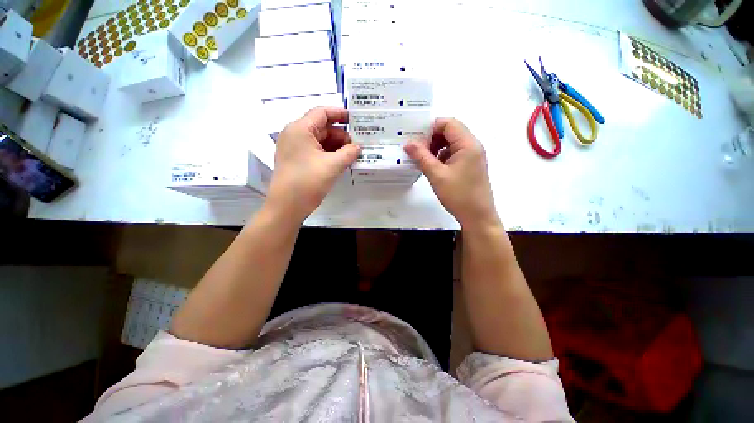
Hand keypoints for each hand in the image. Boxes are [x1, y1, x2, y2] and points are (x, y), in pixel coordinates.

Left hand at [267, 107, 359, 220]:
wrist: (287, 206)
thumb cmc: (308, 181)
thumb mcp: (332, 165)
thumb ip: (349, 153)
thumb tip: (359, 147)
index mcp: (300, 129)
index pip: (322, 113)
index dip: (340, 114)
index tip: (356, 120)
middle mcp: (295, 134)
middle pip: (322, 127)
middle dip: (341, 136)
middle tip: (358, 145)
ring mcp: (295, 148)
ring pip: (320, 141)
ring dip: (337, 147)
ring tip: (353, 155)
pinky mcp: (297, 160)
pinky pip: (316, 151)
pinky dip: (329, 154)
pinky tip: (342, 161)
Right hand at [404, 118, 499, 229]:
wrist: (477, 216)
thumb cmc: (458, 195)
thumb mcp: (437, 175)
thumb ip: (422, 157)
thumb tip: (409, 143)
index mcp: (468, 144)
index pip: (448, 123)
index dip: (431, 127)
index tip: (416, 139)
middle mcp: (473, 146)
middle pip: (451, 131)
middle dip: (432, 138)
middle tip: (417, 149)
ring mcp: (473, 156)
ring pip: (452, 143)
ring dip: (437, 147)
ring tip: (423, 159)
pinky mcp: (470, 165)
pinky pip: (454, 153)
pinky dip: (442, 156)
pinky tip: (433, 167)